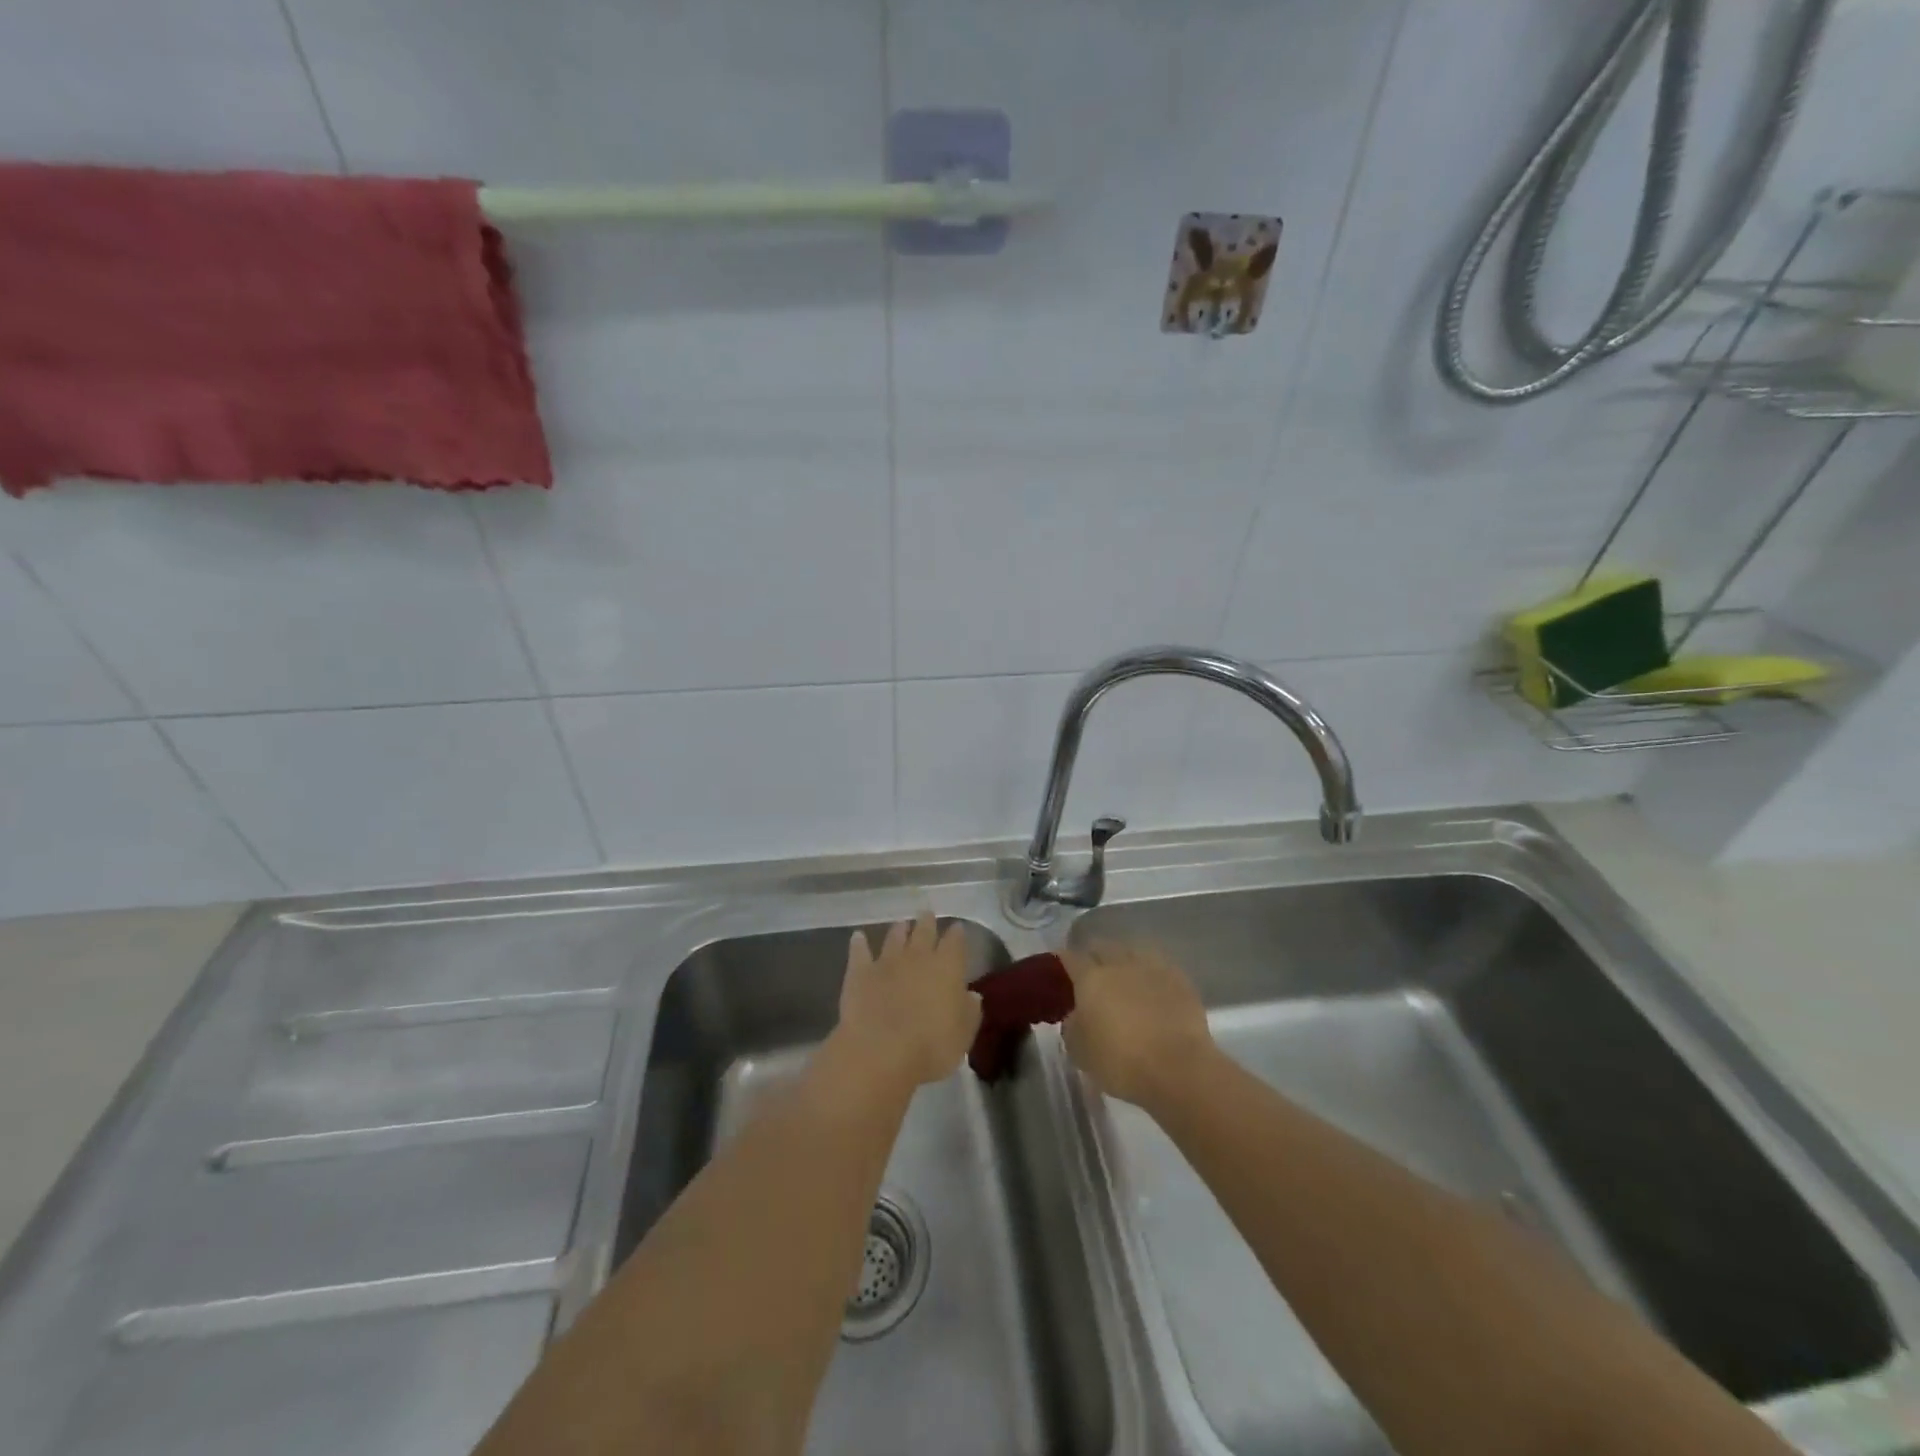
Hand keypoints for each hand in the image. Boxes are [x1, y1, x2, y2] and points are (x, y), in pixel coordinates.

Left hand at [833, 913, 982, 1090]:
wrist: (880, 1051)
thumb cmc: (930, 1047)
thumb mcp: (962, 1036)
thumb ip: (969, 1012)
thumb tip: (972, 995)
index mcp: (947, 968)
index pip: (955, 942)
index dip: (957, 934)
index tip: (957, 928)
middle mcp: (918, 957)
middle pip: (924, 932)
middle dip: (927, 922)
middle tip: (927, 914)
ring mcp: (886, 962)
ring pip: (894, 937)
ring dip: (898, 930)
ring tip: (901, 924)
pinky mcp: (860, 973)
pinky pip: (859, 952)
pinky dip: (859, 943)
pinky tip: (857, 937)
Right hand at [1062, 941, 1215, 1108]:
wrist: (1179, 1070)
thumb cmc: (1121, 1062)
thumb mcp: (1079, 1051)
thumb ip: (1072, 1026)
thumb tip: (1076, 1016)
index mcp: (1091, 977)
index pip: (1070, 957)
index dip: (1062, 961)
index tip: (1060, 969)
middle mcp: (1120, 963)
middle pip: (1102, 946)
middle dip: (1094, 955)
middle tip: (1091, 973)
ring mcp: (1153, 968)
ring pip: (1133, 951)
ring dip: (1125, 959)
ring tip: (1124, 975)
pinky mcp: (1181, 981)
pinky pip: (1159, 967)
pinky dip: (1151, 974)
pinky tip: (1152, 987)